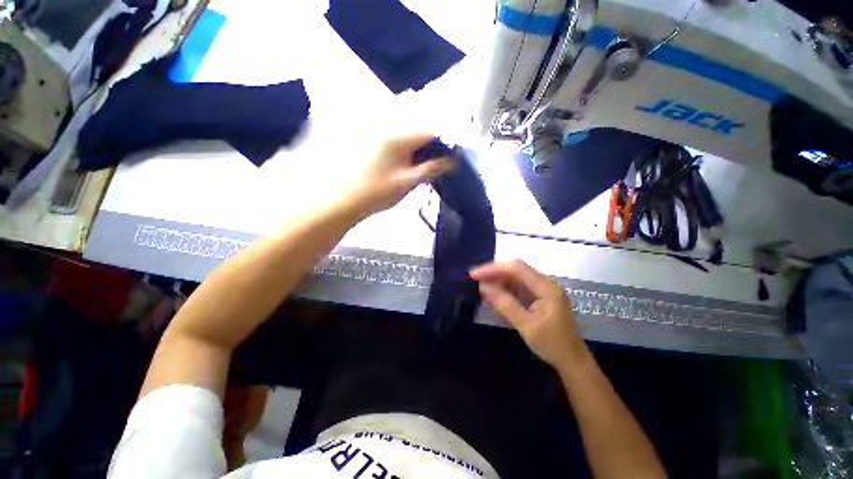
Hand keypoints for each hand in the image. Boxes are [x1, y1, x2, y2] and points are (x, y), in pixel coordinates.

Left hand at [345, 133, 452, 216]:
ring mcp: (379, 133)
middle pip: (420, 129)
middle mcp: (388, 128)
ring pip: (409, 133)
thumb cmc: (378, 193)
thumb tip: (452, 160)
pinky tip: (409, 161)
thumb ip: (432, 168)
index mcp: (399, 137)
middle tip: (439, 161)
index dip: (446, 142)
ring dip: (420, 145)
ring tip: (425, 163)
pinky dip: (407, 147)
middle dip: (433, 143)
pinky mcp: (373, 140)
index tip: (453, 156)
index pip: (431, 131)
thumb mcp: (409, 182)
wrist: (344, 200)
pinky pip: (397, 138)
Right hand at [470, 260, 588, 368]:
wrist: (572, 361)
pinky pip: (518, 285)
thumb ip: (505, 304)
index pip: (516, 268)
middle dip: (493, 272)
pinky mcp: (538, 295)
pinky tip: (493, 292)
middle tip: (474, 278)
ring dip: (497, 279)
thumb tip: (483, 287)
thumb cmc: (552, 345)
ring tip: (479, 285)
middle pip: (515, 269)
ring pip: (515, 276)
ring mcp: (542, 288)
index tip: (474, 275)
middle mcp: (545, 282)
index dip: (493, 268)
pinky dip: (503, 287)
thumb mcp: (526, 325)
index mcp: (547, 287)